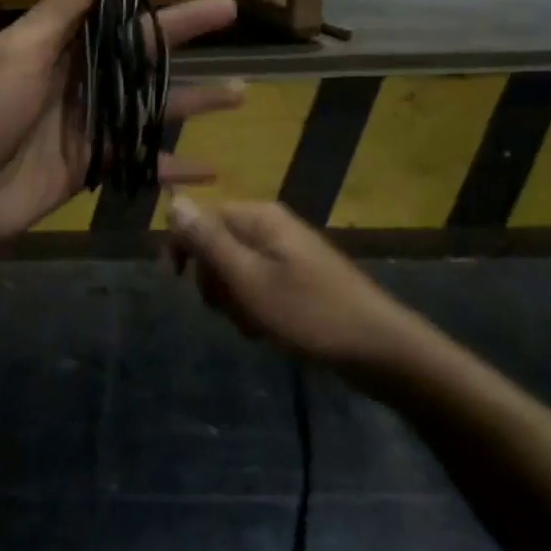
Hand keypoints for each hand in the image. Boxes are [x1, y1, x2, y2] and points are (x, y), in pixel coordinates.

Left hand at [0, 0, 243, 245]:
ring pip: (154, 106)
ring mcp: (90, 122)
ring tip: (242, 92)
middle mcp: (81, 75)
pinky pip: (142, 164)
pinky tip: (211, 168)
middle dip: (186, 26)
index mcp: (60, 41)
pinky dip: (174, 169)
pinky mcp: (93, 165)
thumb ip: (63, 11)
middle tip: (230, 9)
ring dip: (196, 99)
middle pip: (143, 47)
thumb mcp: (17, 52)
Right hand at [166, 198, 427, 370]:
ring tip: (253, 325)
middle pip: (219, 244)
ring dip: (234, 300)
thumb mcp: (248, 279)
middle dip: (214, 280)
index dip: (186, 246)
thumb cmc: (307, 313)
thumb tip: (174, 202)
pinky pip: (259, 285)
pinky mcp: (300, 278)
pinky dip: (255, 307)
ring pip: (237, 270)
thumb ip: (208, 242)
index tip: (175, 280)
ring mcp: (289, 253)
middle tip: (228, 309)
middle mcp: (273, 227)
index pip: (204, 217)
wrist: (376, 348)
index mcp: (260, 218)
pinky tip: (267, 330)